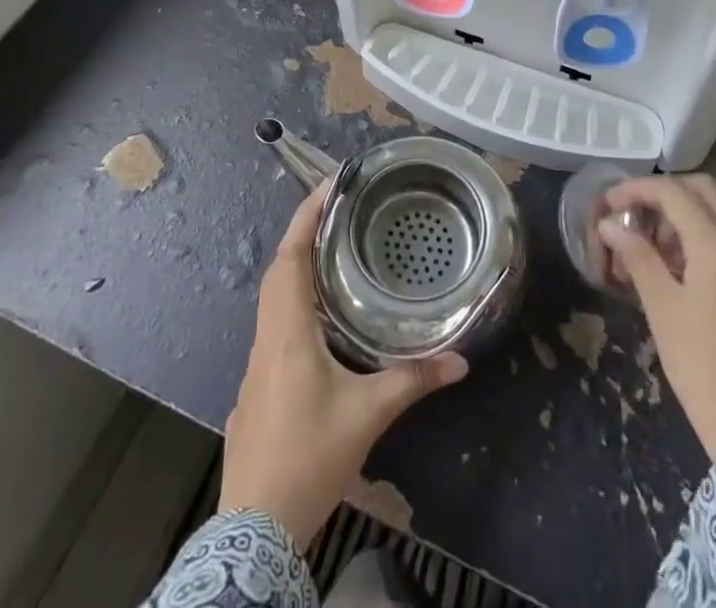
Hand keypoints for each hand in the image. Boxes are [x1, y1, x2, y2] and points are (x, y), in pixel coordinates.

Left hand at [219, 185, 468, 544]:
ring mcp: (257, 363)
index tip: (327, 186)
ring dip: (297, 267)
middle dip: (303, 234)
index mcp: (288, 331)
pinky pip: (274, 323)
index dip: (305, 217)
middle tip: (337, 212)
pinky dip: (294, 300)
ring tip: (332, 252)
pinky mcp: (257, 386)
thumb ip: (412, 381)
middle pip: (279, 271)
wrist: (256, 528)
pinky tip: (319, 316)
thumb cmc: (309, 456)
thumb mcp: (367, 415)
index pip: (290, 258)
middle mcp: (268, 337)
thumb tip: (459, 361)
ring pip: (273, 298)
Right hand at [599, 174, 715, 463]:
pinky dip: (692, 238)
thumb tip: (609, 224)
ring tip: (641, 245)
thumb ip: (636, 256)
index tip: (607, 204)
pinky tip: (666, 267)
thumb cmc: (700, 362)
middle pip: (700, 191)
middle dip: (662, 194)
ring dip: (677, 217)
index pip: (673, 193)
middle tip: (630, 213)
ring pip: (712, 215)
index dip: (636, 190)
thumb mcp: (661, 306)